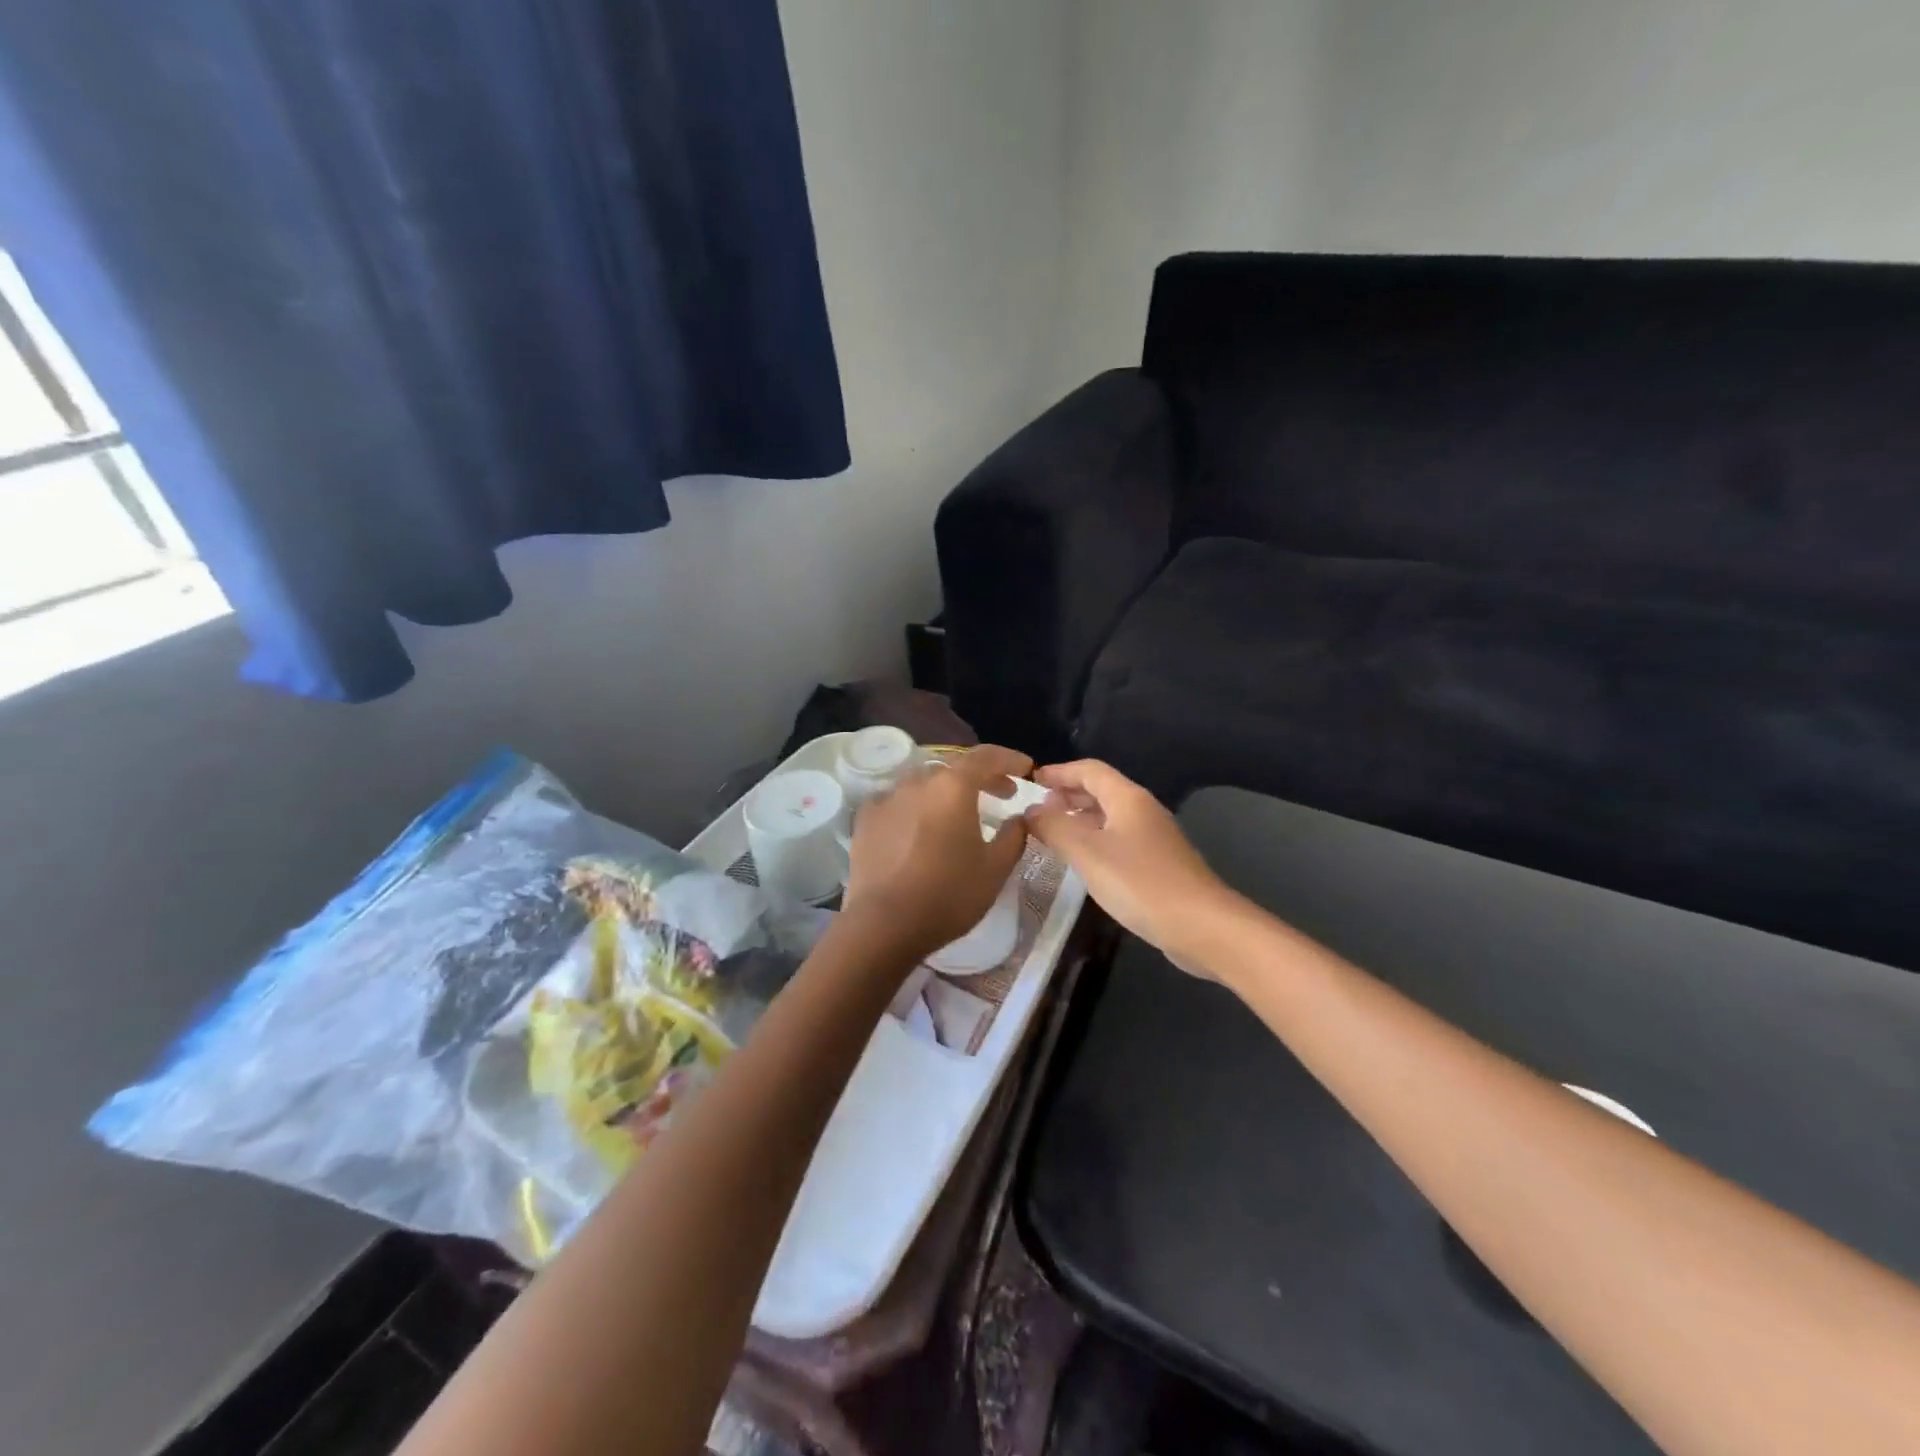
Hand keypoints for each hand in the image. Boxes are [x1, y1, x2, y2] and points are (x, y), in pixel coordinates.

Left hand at [841, 745, 1032, 963]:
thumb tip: (1020, 817)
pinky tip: (918, 826)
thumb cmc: (948, 895)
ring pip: (924, 783)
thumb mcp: (995, 869)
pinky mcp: (865, 819)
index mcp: (953, 787)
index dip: (1010, 759)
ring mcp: (887, 798)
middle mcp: (918, 782)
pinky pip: (896, 801)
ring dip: (946, 791)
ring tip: (958, 812)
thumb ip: (1013, 836)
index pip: (987, 757)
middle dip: (982, 776)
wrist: (883, 924)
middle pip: (955, 768)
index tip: (1026, 769)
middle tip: (1001, 793)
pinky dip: (914, 806)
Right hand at [1024, 760, 1235, 974]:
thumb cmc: (1139, 882)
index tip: (1032, 781)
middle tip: (1038, 808)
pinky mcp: (1159, 864)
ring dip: (1080, 818)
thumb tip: (1031, 811)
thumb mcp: (1087, 852)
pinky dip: (1095, 840)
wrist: (1201, 925)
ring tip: (1053, 833)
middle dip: (1068, 794)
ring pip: (1110, 816)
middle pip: (1101, 790)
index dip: (1059, 772)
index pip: (1089, 770)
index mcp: (1128, 798)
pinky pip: (1119, 839)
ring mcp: (1154, 838)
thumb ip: (1054, 828)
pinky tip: (1083, 861)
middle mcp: (1143, 810)